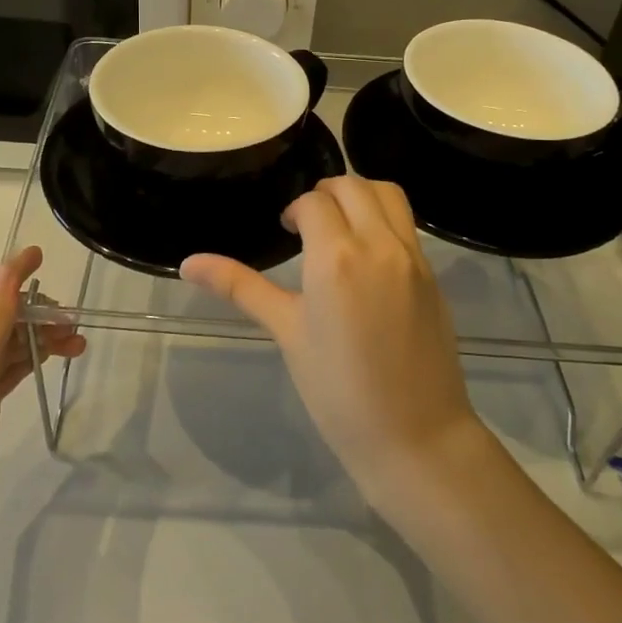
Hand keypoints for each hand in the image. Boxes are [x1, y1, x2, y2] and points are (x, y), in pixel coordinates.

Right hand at [181, 177, 484, 502]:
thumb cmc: (338, 390)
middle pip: (353, 185)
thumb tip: (188, 262)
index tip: (286, 232)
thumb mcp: (287, 333)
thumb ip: (241, 288)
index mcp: (336, 257)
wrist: (416, 437)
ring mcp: (412, 257)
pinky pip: (407, 223)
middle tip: (308, 222)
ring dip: (361, 194)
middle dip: (326, 192)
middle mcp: (378, 244)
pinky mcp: (433, 274)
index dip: (294, 211)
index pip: (313, 202)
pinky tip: (367, 253)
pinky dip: (384, 217)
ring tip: (341, 225)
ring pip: (388, 193)